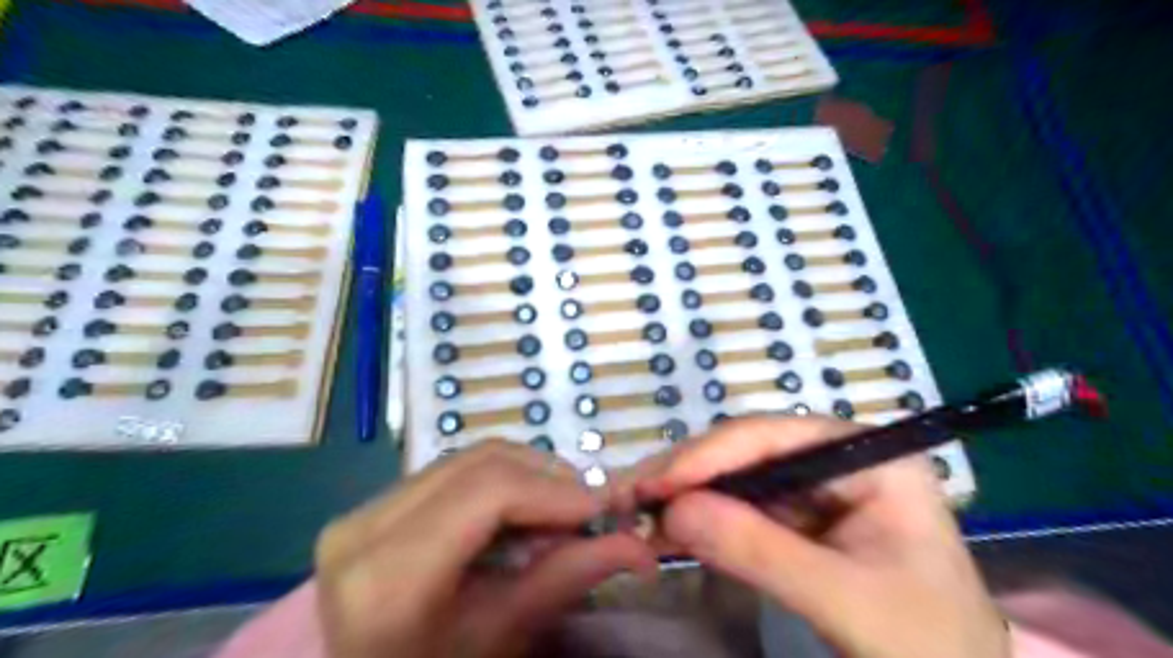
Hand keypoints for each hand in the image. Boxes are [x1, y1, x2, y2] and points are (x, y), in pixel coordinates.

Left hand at [317, 439, 655, 657]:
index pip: (490, 490)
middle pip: (482, 462)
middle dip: (549, 477)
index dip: (557, 490)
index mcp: (387, 576)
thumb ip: (565, 579)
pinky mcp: (371, 506)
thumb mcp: (500, 638)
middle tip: (590, 509)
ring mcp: (362, 510)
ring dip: (527, 476)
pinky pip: (451, 472)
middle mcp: (364, 525)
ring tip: (558, 514)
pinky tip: (520, 515)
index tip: (606, 507)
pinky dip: (499, 483)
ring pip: (469, 459)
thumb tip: (638, 546)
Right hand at [639, 416, 1013, 656]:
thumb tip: (672, 511)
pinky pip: (741, 505)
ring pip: (736, 475)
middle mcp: (838, 456)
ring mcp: (817, 484)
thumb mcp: (846, 601)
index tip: (651, 486)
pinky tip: (669, 527)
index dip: (706, 456)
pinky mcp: (800, 514)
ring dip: (686, 494)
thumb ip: (760, 551)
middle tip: (629, 497)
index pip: (772, 437)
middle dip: (687, 473)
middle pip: (747, 450)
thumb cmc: (926, 646)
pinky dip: (702, 517)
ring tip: (637, 510)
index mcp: (869, 455)